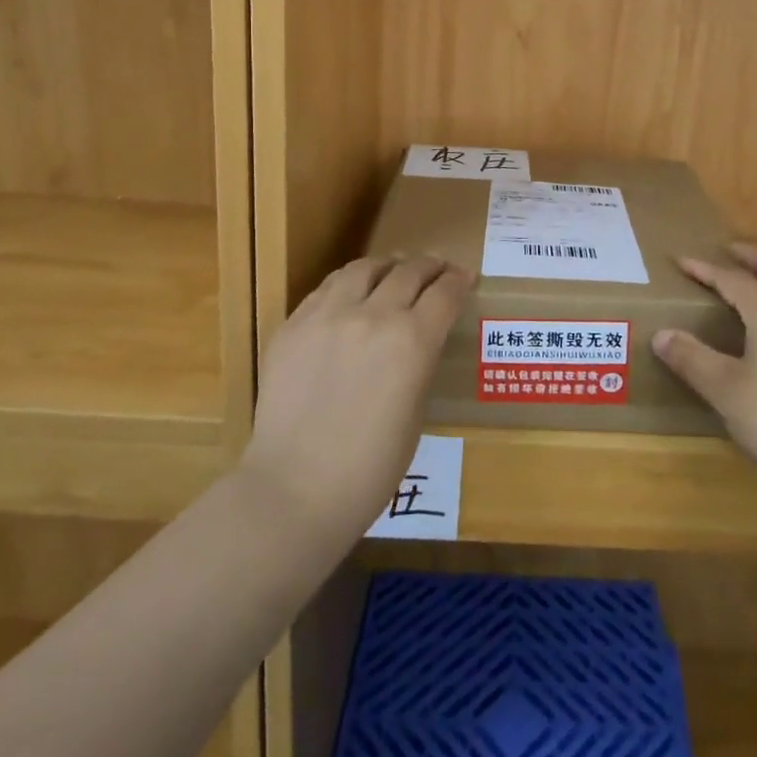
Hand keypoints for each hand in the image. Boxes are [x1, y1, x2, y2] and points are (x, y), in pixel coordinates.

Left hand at [240, 255, 470, 547]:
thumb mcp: (415, 413)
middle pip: (408, 271)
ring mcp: (328, 315)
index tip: (463, 277)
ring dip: (386, 266)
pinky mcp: (293, 325)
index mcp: (412, 340)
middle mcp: (373, 315)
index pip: (444, 292)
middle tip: (436, 268)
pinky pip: (326, 289)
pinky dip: (347, 285)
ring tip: (391, 271)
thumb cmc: (370, 468)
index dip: (458, 280)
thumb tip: (418, 340)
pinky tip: (350, 294)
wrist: (295, 490)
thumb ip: (419, 363)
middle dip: (429, 266)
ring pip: (363, 268)